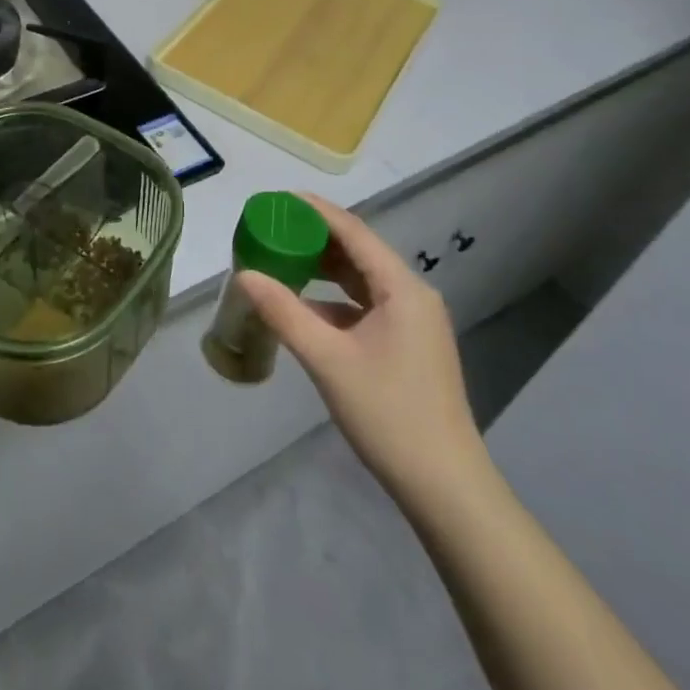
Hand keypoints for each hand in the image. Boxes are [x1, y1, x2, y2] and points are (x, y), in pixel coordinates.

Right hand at [238, 193, 486, 506]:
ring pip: (362, 280)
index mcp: (402, 289)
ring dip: (324, 269)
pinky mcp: (410, 345)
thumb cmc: (388, 414)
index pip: (353, 231)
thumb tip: (244, 275)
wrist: (446, 488)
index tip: (279, 200)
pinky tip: (305, 308)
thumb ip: (284, 312)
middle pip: (359, 252)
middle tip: (272, 230)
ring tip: (282, 260)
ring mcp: (414, 322)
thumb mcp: (327, 359)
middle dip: (315, 238)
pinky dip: (336, 300)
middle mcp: (413, 296)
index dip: (316, 211)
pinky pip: (367, 306)